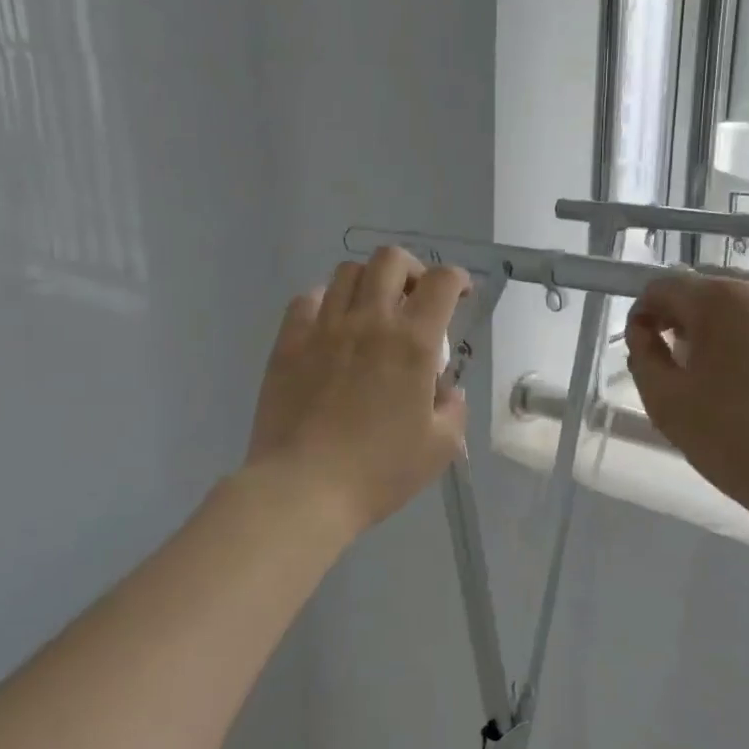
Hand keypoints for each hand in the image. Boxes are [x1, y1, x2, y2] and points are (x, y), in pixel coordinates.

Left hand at [246, 248, 471, 536]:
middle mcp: (369, 322)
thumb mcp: (439, 448)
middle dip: (411, 269)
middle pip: (390, 260)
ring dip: (368, 282)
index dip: (457, 279)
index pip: (441, 282)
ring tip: (372, 311)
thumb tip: (446, 390)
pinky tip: (331, 329)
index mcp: (412, 343)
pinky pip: (307, 300)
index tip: (460, 295)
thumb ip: (453, 409)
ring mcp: (323, 328)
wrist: (304, 488)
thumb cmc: (378, 471)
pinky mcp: (288, 343)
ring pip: (347, 272)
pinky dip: (326, 303)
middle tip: (415, 298)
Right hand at [626, 273, 748, 522]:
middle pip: (712, 291)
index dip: (645, 313)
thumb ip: (643, 353)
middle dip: (689, 319)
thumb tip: (645, 330)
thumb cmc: (730, 440)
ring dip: (730, 327)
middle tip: (685, 363)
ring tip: (730, 372)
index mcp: (722, 300)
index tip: (644, 346)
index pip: (666, 287)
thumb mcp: (664, 400)